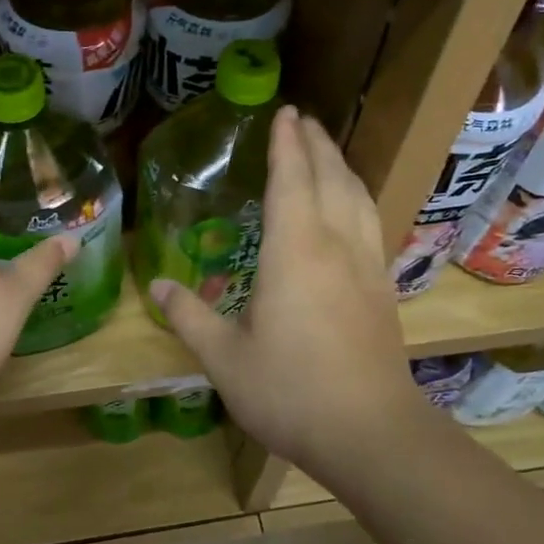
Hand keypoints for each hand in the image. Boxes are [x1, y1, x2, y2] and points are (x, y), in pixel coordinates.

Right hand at [148, 107, 426, 476]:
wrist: (370, 431)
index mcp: (295, 251)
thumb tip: (160, 285)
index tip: (284, 112)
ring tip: (327, 150)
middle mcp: (335, 245)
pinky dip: (358, 197)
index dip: (286, 144)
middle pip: (330, 178)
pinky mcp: (383, 288)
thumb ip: (190, 316)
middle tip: (303, 119)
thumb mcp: (225, 358)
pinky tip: (352, 208)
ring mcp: (366, 265)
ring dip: (341, 166)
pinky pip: (370, 222)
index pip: (291, 180)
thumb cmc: (290, 391)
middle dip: (317, 144)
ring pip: (358, 197)